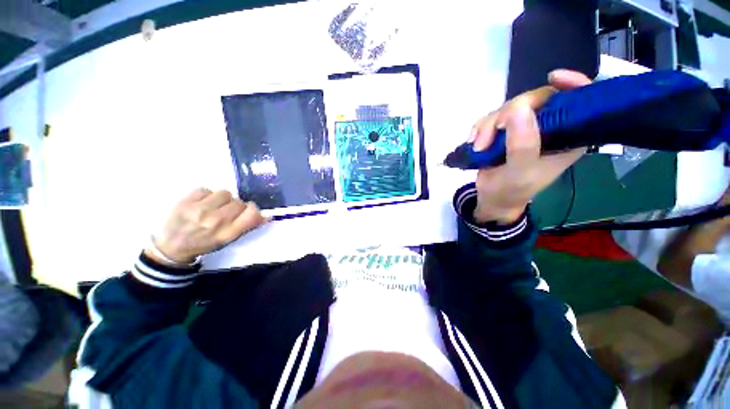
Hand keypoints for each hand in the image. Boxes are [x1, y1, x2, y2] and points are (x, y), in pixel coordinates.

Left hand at [146, 189, 267, 264]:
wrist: (170, 247)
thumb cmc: (204, 244)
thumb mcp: (228, 240)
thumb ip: (247, 226)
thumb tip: (267, 216)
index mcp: (228, 233)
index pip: (252, 214)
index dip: (253, 210)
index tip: (249, 211)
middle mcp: (216, 221)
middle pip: (239, 202)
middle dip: (236, 206)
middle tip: (226, 212)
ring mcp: (199, 210)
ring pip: (225, 193)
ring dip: (222, 199)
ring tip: (213, 206)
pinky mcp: (185, 201)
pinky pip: (206, 189)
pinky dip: (206, 195)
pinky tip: (200, 203)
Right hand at [469, 69, 591, 223]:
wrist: (492, 198)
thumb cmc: (511, 190)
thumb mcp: (519, 172)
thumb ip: (522, 144)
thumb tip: (518, 109)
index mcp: (567, 137)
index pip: (579, 101)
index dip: (571, 84)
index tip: (552, 78)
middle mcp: (549, 128)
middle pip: (534, 100)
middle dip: (506, 116)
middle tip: (487, 138)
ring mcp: (526, 129)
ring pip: (509, 109)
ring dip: (488, 126)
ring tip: (478, 146)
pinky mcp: (506, 132)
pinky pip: (493, 118)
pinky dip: (480, 128)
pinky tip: (474, 141)